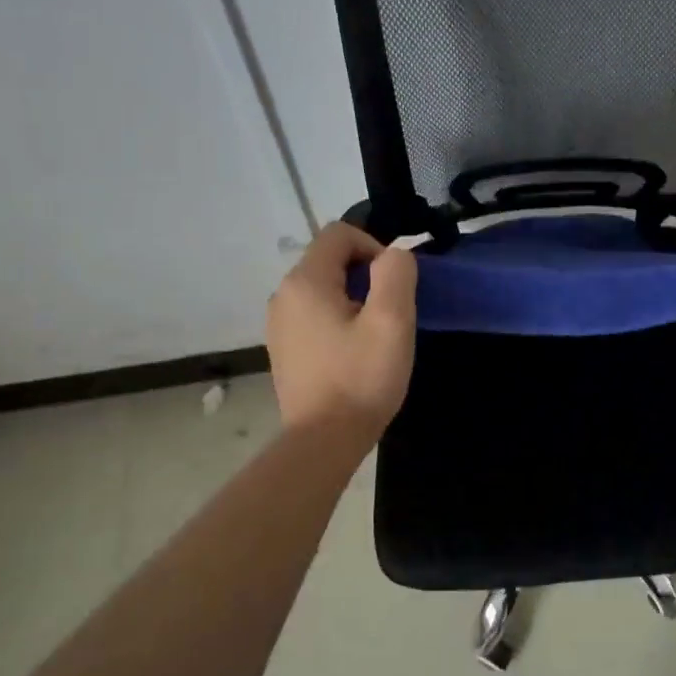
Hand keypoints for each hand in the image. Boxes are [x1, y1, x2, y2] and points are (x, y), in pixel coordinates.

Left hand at [266, 223, 416, 437]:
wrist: (323, 442)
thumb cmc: (361, 378)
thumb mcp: (392, 321)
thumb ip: (396, 274)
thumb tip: (393, 255)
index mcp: (305, 282)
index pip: (339, 234)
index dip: (374, 247)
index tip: (393, 286)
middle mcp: (283, 296)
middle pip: (330, 260)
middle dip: (366, 276)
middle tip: (390, 314)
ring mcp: (279, 324)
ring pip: (323, 289)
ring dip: (354, 299)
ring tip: (374, 336)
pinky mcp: (284, 348)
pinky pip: (314, 315)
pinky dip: (338, 321)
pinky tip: (354, 353)